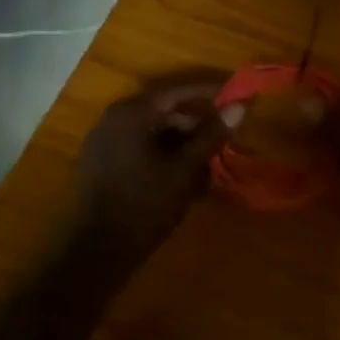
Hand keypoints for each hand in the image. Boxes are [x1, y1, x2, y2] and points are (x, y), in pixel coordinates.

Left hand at [68, 73, 236, 277]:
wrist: (100, 248)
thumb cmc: (146, 204)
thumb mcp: (185, 169)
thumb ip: (212, 135)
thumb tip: (239, 107)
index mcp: (132, 113)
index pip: (178, 92)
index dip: (209, 93)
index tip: (236, 96)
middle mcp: (114, 119)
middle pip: (164, 112)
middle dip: (196, 124)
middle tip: (224, 139)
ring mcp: (104, 140)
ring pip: (152, 131)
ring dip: (181, 142)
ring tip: (208, 161)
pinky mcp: (101, 161)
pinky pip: (139, 146)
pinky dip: (163, 153)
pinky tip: (182, 173)